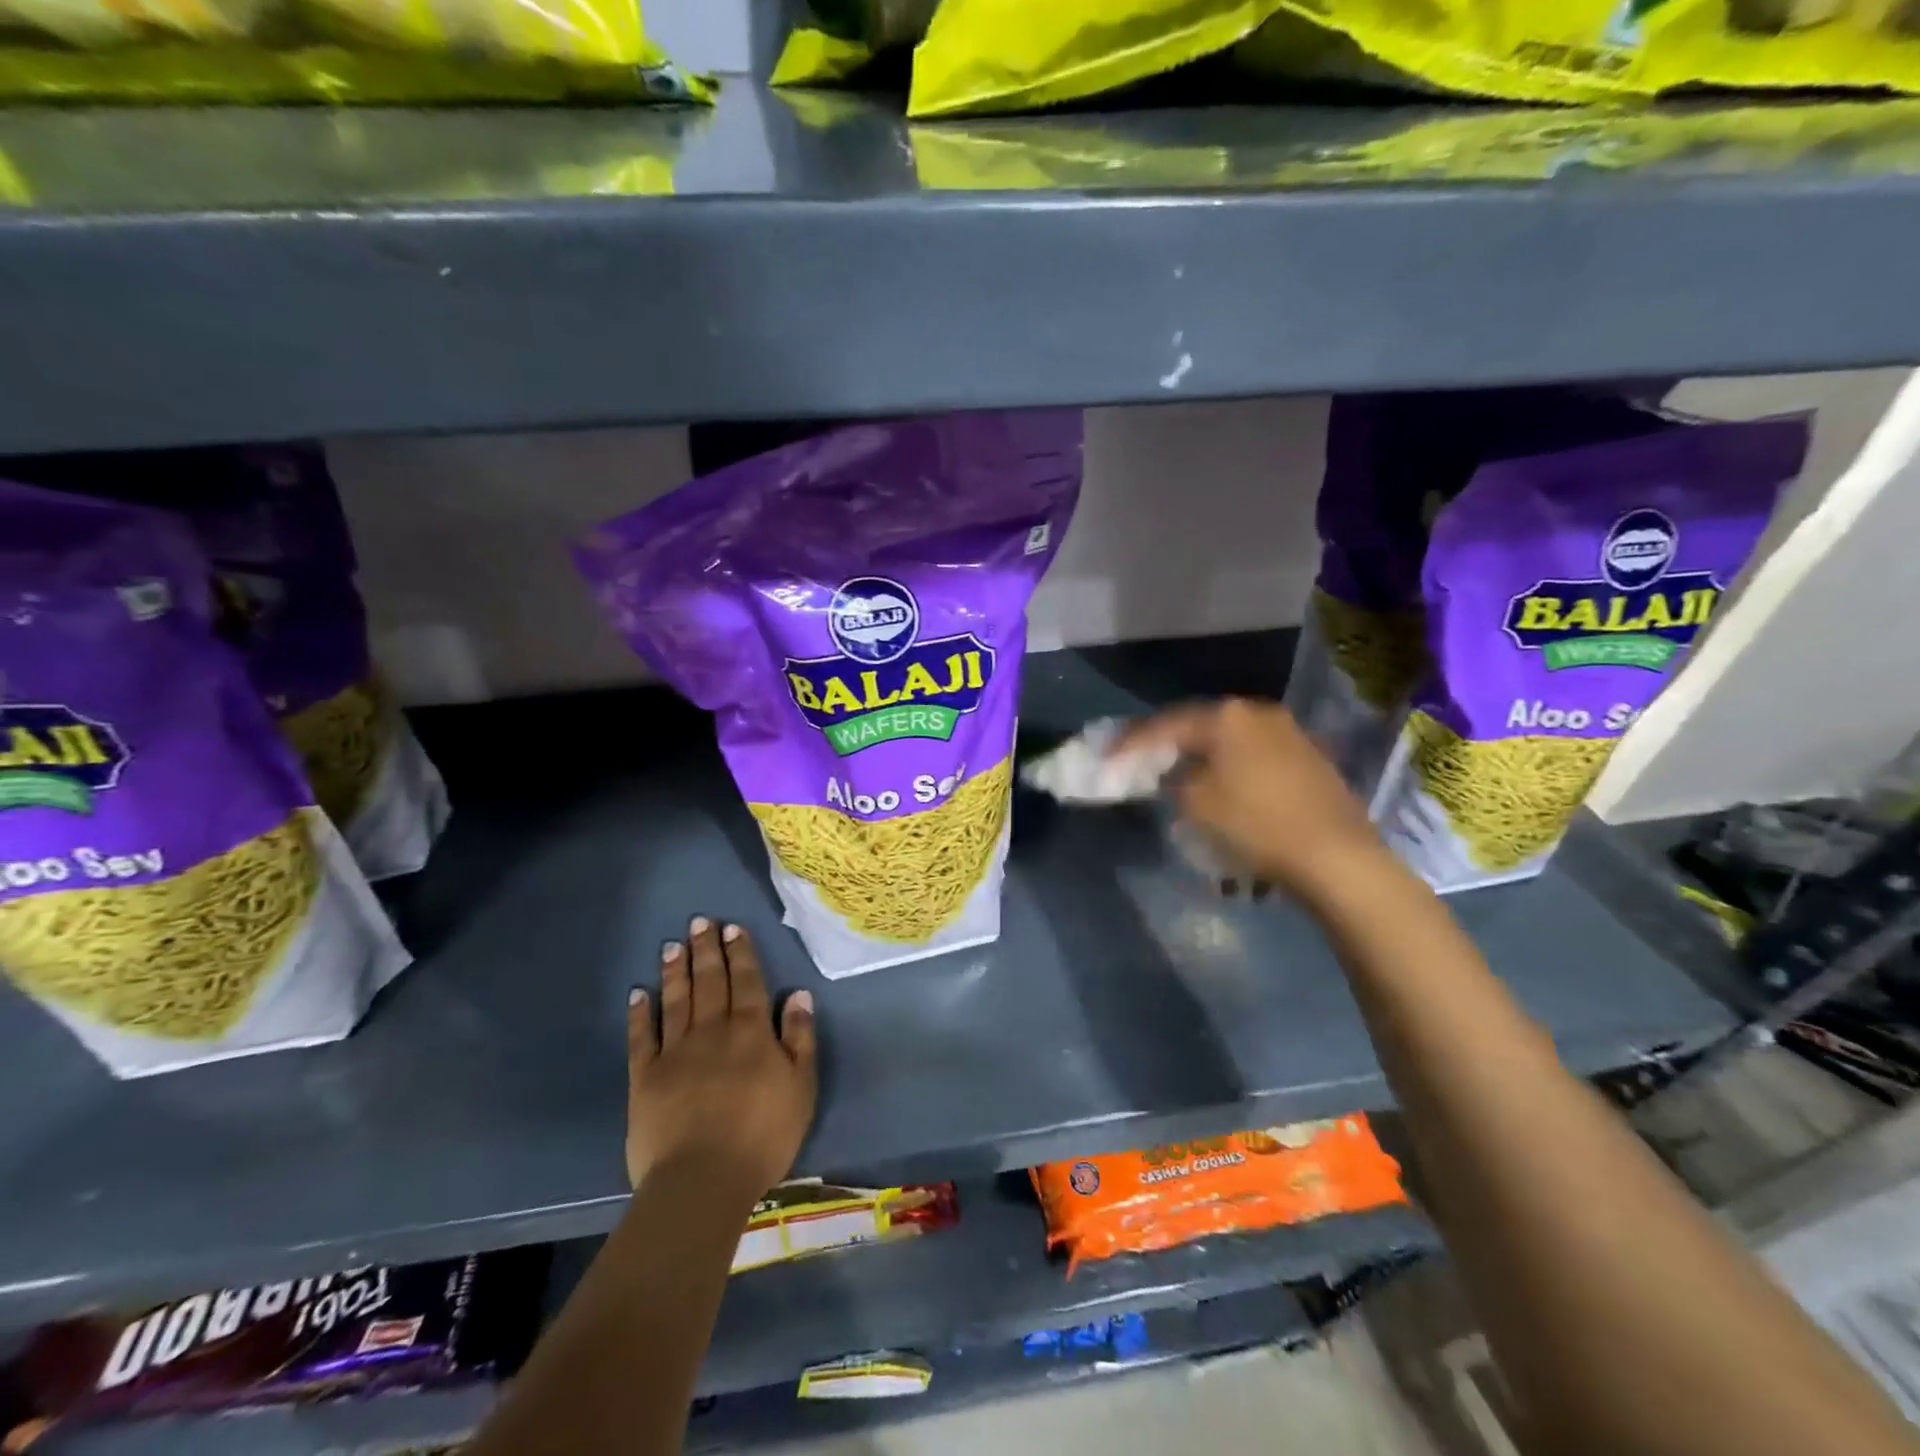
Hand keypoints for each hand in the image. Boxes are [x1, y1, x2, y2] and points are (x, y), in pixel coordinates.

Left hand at [626, 917, 817, 1200]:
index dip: (740, 952)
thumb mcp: (801, 1086)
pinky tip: (638, 993)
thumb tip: (799, 994)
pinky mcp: (646, 1078)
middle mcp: (713, 1031)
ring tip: (672, 945)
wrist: (702, 1180)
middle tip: (699, 922)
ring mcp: (676, 1052)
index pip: (747, 981)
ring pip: (676, 1000)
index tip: (731, 928)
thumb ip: (800, 1037)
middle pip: (710, 982)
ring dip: (675, 971)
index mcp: (751, 1031)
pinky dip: (640, 1013)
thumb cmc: (763, 1135)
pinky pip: (643, 1037)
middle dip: (706, 950)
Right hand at [1119, 698, 1391, 903]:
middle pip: (1200, 725)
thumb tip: (1175, 773)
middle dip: (1170, 744)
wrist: (1337, 857)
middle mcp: (1258, 713)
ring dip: (1202, 756)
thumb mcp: (1196, 803)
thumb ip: (1174, 780)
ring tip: (1180, 775)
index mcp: (1227, 717)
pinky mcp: (1309, 758)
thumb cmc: (1256, 824)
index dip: (1133, 742)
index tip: (1109, 757)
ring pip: (1230, 740)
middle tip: (1142, 760)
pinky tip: (1223, 786)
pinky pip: (1254, 755)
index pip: (1167, 724)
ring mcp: (1289, 733)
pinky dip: (1231, 767)